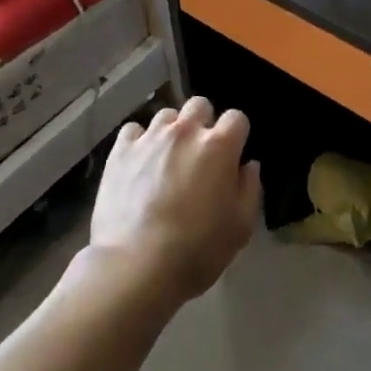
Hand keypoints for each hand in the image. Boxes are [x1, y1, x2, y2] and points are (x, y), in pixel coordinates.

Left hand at [91, 97, 260, 305]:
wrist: (137, 265)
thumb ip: (250, 188)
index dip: (237, 135)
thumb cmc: (197, 250)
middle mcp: (185, 131)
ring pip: (167, 115)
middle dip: (204, 122)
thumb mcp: (240, 227)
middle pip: (199, 105)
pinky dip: (140, 141)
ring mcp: (150, 137)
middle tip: (200, 153)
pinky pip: (134, 130)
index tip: (233, 155)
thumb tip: (248, 165)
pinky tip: (140, 163)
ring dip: (172, 131)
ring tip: (168, 158)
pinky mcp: (121, 150)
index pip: (237, 118)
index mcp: (219, 146)